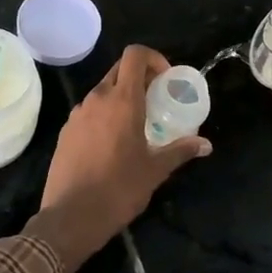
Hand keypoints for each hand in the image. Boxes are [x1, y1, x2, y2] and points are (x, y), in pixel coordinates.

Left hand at [28, 45, 210, 272]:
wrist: (70, 217)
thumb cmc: (118, 189)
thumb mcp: (155, 170)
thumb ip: (180, 151)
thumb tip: (206, 145)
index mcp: (122, 100)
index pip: (134, 55)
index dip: (153, 58)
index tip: (165, 79)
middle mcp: (97, 99)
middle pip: (119, 70)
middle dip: (139, 77)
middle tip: (156, 99)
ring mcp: (77, 114)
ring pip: (102, 91)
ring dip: (121, 97)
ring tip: (136, 124)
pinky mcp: (65, 131)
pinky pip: (89, 111)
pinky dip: (104, 115)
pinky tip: (112, 143)